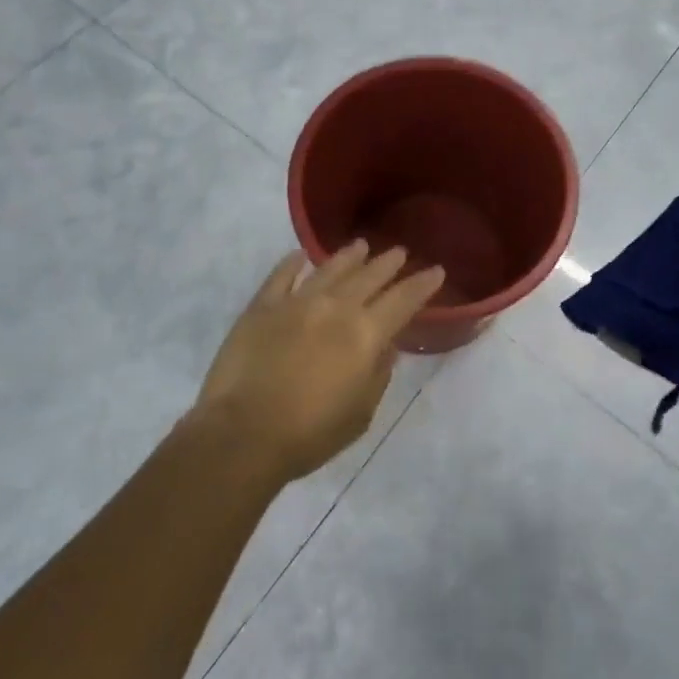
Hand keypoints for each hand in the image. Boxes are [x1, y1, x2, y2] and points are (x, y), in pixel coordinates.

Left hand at [192, 241, 443, 484]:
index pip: (403, 300)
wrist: (243, 434)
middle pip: (369, 277)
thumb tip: (383, 348)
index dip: (422, 284)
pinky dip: (292, 263)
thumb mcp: (361, 414)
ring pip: (329, 269)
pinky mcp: (262, 307)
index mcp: (365, 334)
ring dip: (349, 256)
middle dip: (388, 263)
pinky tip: (300, 256)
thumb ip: (377, 375)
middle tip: (400, 252)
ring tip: (361, 245)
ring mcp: (296, 302)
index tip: (436, 270)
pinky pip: (281, 276)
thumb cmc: (309, 434)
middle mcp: (335, 308)